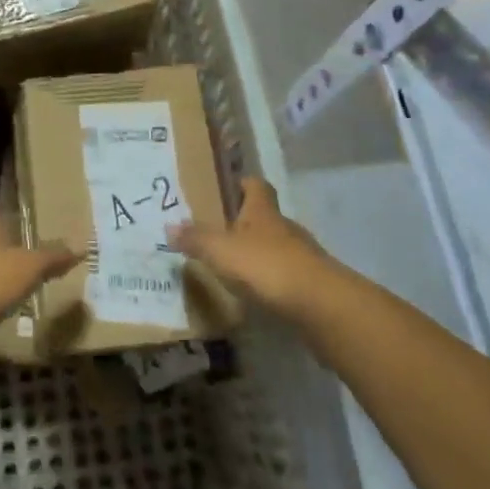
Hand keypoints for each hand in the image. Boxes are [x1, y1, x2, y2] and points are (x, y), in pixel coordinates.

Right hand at [166, 176, 330, 320]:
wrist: (320, 305)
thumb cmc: (266, 266)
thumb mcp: (220, 251)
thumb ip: (195, 239)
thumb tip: (169, 226)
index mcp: (263, 211)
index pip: (256, 185)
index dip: (244, 183)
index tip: (231, 186)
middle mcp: (285, 227)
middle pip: (266, 216)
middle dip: (247, 222)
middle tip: (221, 232)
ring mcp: (302, 255)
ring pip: (277, 246)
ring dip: (260, 253)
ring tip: (235, 267)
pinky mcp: (312, 284)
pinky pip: (287, 275)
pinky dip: (272, 281)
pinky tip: (257, 294)